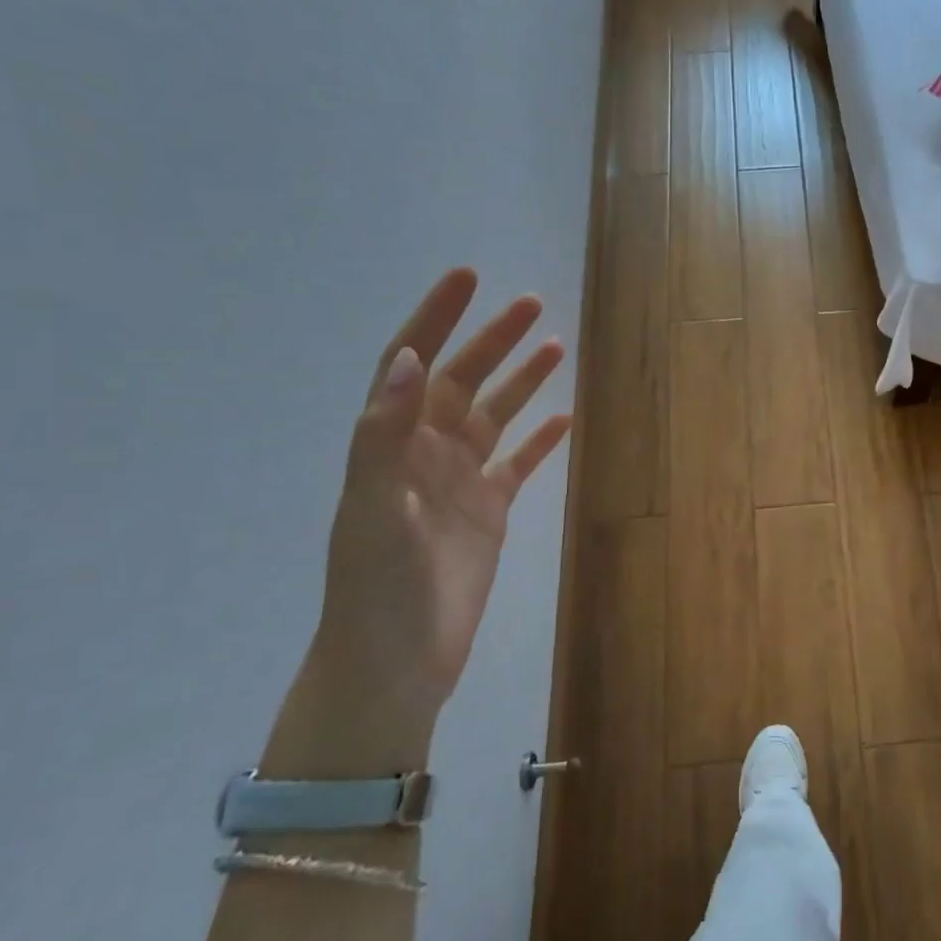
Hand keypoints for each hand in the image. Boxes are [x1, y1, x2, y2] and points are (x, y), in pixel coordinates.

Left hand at [267, 270, 570, 775]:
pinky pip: (519, 463)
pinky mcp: (489, 511)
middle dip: (493, 339)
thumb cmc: (377, 587)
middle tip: (531, 304)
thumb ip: (385, 434)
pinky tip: (566, 418)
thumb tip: (411, 358)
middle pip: (462, 380)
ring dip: (522, 381)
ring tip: (555, 346)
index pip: (411, 364)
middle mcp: (425, 452)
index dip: (436, 317)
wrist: (396, 662)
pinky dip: (541, 439)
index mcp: (392, 443)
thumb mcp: (374, 509)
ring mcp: (460, 481)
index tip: (468, 278)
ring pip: (495, 416)